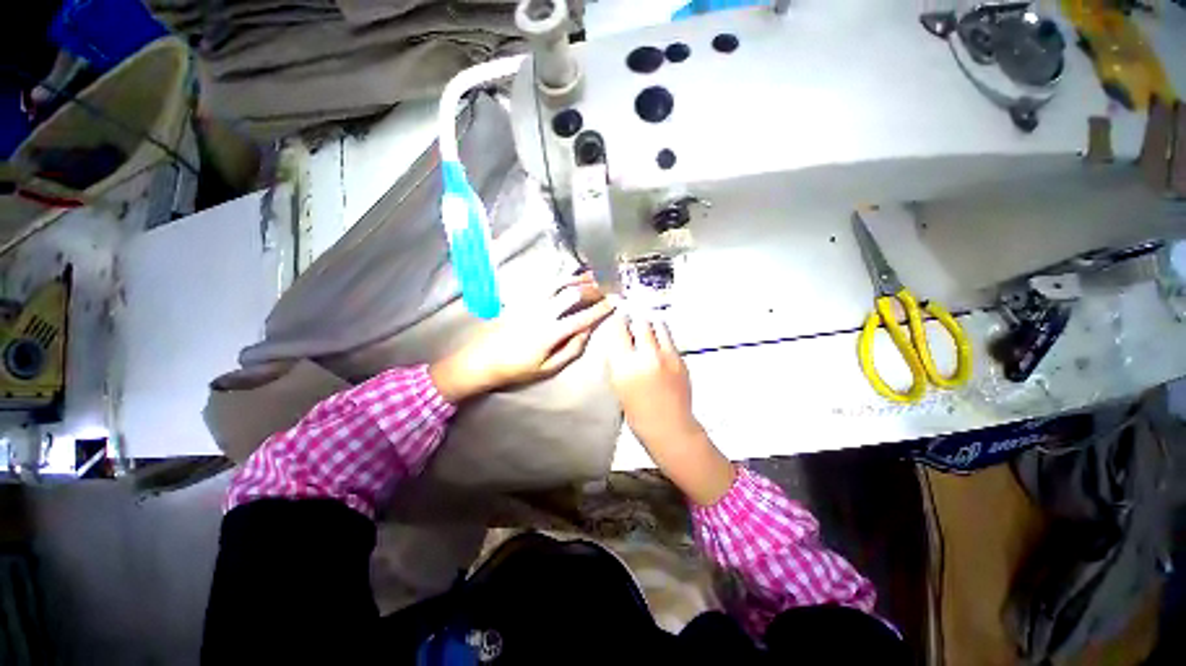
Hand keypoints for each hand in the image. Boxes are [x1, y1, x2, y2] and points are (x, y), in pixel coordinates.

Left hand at [430, 276, 613, 401]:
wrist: (483, 360)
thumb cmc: (517, 369)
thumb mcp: (548, 368)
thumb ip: (571, 349)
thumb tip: (587, 331)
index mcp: (550, 332)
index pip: (583, 316)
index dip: (601, 308)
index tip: (615, 301)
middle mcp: (542, 312)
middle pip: (572, 293)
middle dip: (592, 288)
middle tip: (606, 285)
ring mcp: (530, 303)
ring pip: (558, 284)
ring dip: (577, 278)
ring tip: (591, 274)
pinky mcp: (521, 300)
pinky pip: (544, 284)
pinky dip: (559, 278)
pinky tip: (567, 277)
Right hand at [606, 314, 734, 504]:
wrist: (669, 426)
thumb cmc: (638, 412)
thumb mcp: (618, 385)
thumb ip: (618, 360)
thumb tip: (621, 339)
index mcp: (626, 365)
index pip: (620, 328)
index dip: (619, 320)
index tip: (619, 319)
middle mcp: (647, 355)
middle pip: (641, 321)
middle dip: (636, 319)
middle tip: (633, 322)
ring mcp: (667, 356)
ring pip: (659, 325)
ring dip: (651, 325)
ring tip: (648, 330)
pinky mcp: (681, 359)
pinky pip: (669, 339)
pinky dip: (662, 338)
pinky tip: (658, 347)